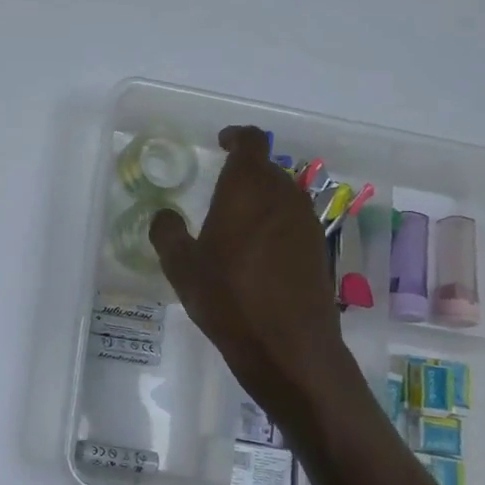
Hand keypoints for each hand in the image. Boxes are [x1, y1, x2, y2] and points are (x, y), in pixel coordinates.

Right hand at [149, 127, 350, 419]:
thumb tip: (165, 215)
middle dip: (245, 174)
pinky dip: (276, 227)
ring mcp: (307, 224)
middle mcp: (284, 196)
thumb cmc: (228, 298)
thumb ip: (168, 233)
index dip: (236, 138)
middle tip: (220, 194)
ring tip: (237, 226)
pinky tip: (258, 256)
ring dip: (262, 202)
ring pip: (283, 196)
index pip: (251, 142)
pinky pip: (294, 223)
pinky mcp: (320, 251)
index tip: (222, 143)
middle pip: (267, 170)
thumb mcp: (181, 267)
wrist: (289, 347)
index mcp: (248, 189)